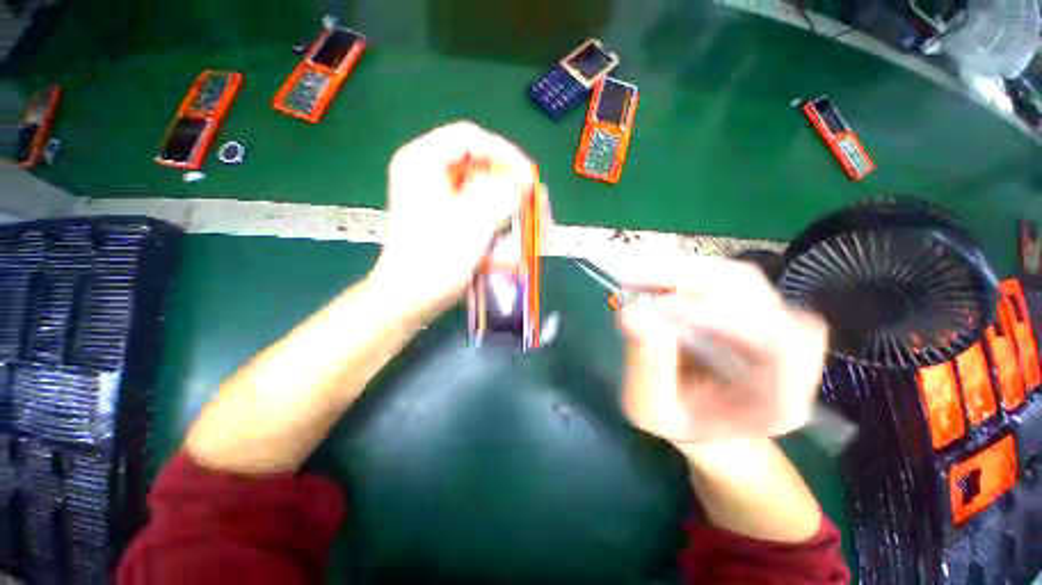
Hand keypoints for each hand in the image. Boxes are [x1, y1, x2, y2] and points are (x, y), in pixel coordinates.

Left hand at [370, 121, 536, 321]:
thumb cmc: (435, 259)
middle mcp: (429, 175)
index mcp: (423, 162)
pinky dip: (497, 226)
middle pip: (479, 167)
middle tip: (534, 204)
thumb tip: (523, 179)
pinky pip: (479, 213)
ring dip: (508, 211)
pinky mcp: (447, 220)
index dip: (504, 153)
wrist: (410, 298)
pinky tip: (509, 244)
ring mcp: (438, 199)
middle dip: (511, 188)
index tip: (528, 177)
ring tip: (529, 228)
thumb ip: (500, 194)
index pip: (470, 138)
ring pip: (484, 193)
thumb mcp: (471, 222)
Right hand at [614, 256, 827, 443]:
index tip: (661, 306)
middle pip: (757, 299)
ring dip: (685, 272)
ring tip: (637, 277)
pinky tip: (654, 279)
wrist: (703, 417)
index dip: (720, 317)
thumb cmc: (679, 420)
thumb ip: (645, 368)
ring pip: (740, 278)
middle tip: (635, 279)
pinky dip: (687, 272)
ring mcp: (776, 324)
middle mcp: (791, 356)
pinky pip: (725, 277)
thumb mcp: (650, 409)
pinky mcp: (755, 306)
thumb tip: (631, 315)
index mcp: (778, 399)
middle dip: (691, 282)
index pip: (776, 346)